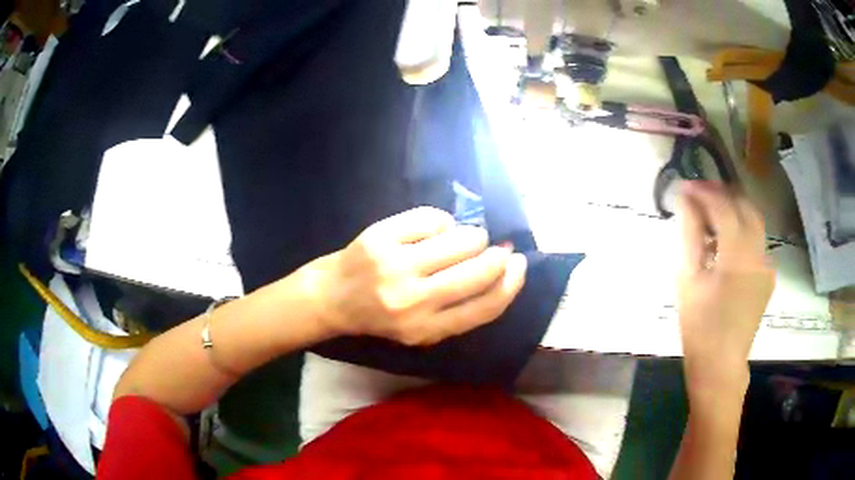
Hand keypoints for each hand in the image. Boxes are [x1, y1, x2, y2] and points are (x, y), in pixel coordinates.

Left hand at [302, 207, 527, 345]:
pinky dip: (441, 221)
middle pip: (479, 270)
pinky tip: (433, 230)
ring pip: (460, 239)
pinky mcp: (381, 237)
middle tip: (496, 248)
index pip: (485, 307)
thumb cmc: (380, 315)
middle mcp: (413, 301)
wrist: (331, 298)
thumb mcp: (421, 329)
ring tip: (462, 238)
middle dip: (496, 255)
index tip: (519, 265)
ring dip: (471, 235)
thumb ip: (459, 309)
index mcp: (426, 330)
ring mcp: (395, 266)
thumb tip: (503, 268)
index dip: (511, 284)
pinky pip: (432, 219)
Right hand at [676, 182, 774, 392]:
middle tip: (698, 195)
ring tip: (710, 215)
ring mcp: (766, 265)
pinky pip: (755, 241)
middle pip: (744, 206)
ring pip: (753, 221)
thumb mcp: (688, 279)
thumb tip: (686, 200)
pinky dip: (740, 231)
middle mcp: (759, 253)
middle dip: (721, 194)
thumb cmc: (699, 326)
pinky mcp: (767, 276)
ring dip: (732, 211)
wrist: (720, 365)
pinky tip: (725, 242)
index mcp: (738, 255)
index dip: (704, 192)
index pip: (723, 206)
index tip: (684, 187)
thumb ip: (690, 234)